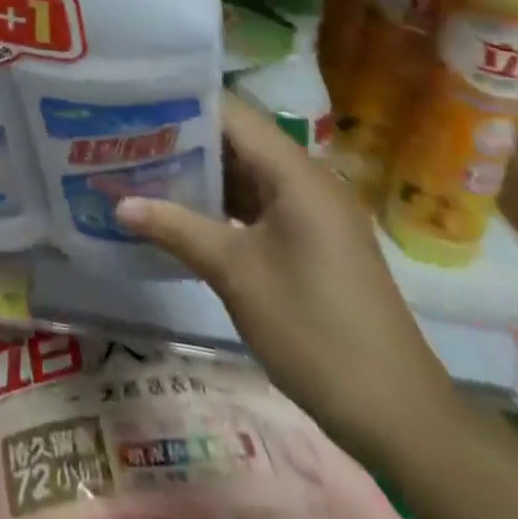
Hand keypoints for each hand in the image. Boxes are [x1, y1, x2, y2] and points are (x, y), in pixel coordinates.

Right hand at [115, 93, 457, 462]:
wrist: (399, 417)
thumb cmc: (315, 330)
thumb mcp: (236, 275)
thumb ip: (177, 229)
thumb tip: (118, 204)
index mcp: (295, 172)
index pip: (231, 113)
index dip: (182, 104)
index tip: (135, 101)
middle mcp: (306, 178)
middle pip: (237, 139)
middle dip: (183, 138)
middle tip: (127, 136)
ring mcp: (312, 210)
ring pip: (247, 172)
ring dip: (201, 172)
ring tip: (142, 165)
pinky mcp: (313, 239)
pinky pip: (260, 202)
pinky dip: (223, 202)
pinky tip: (182, 210)